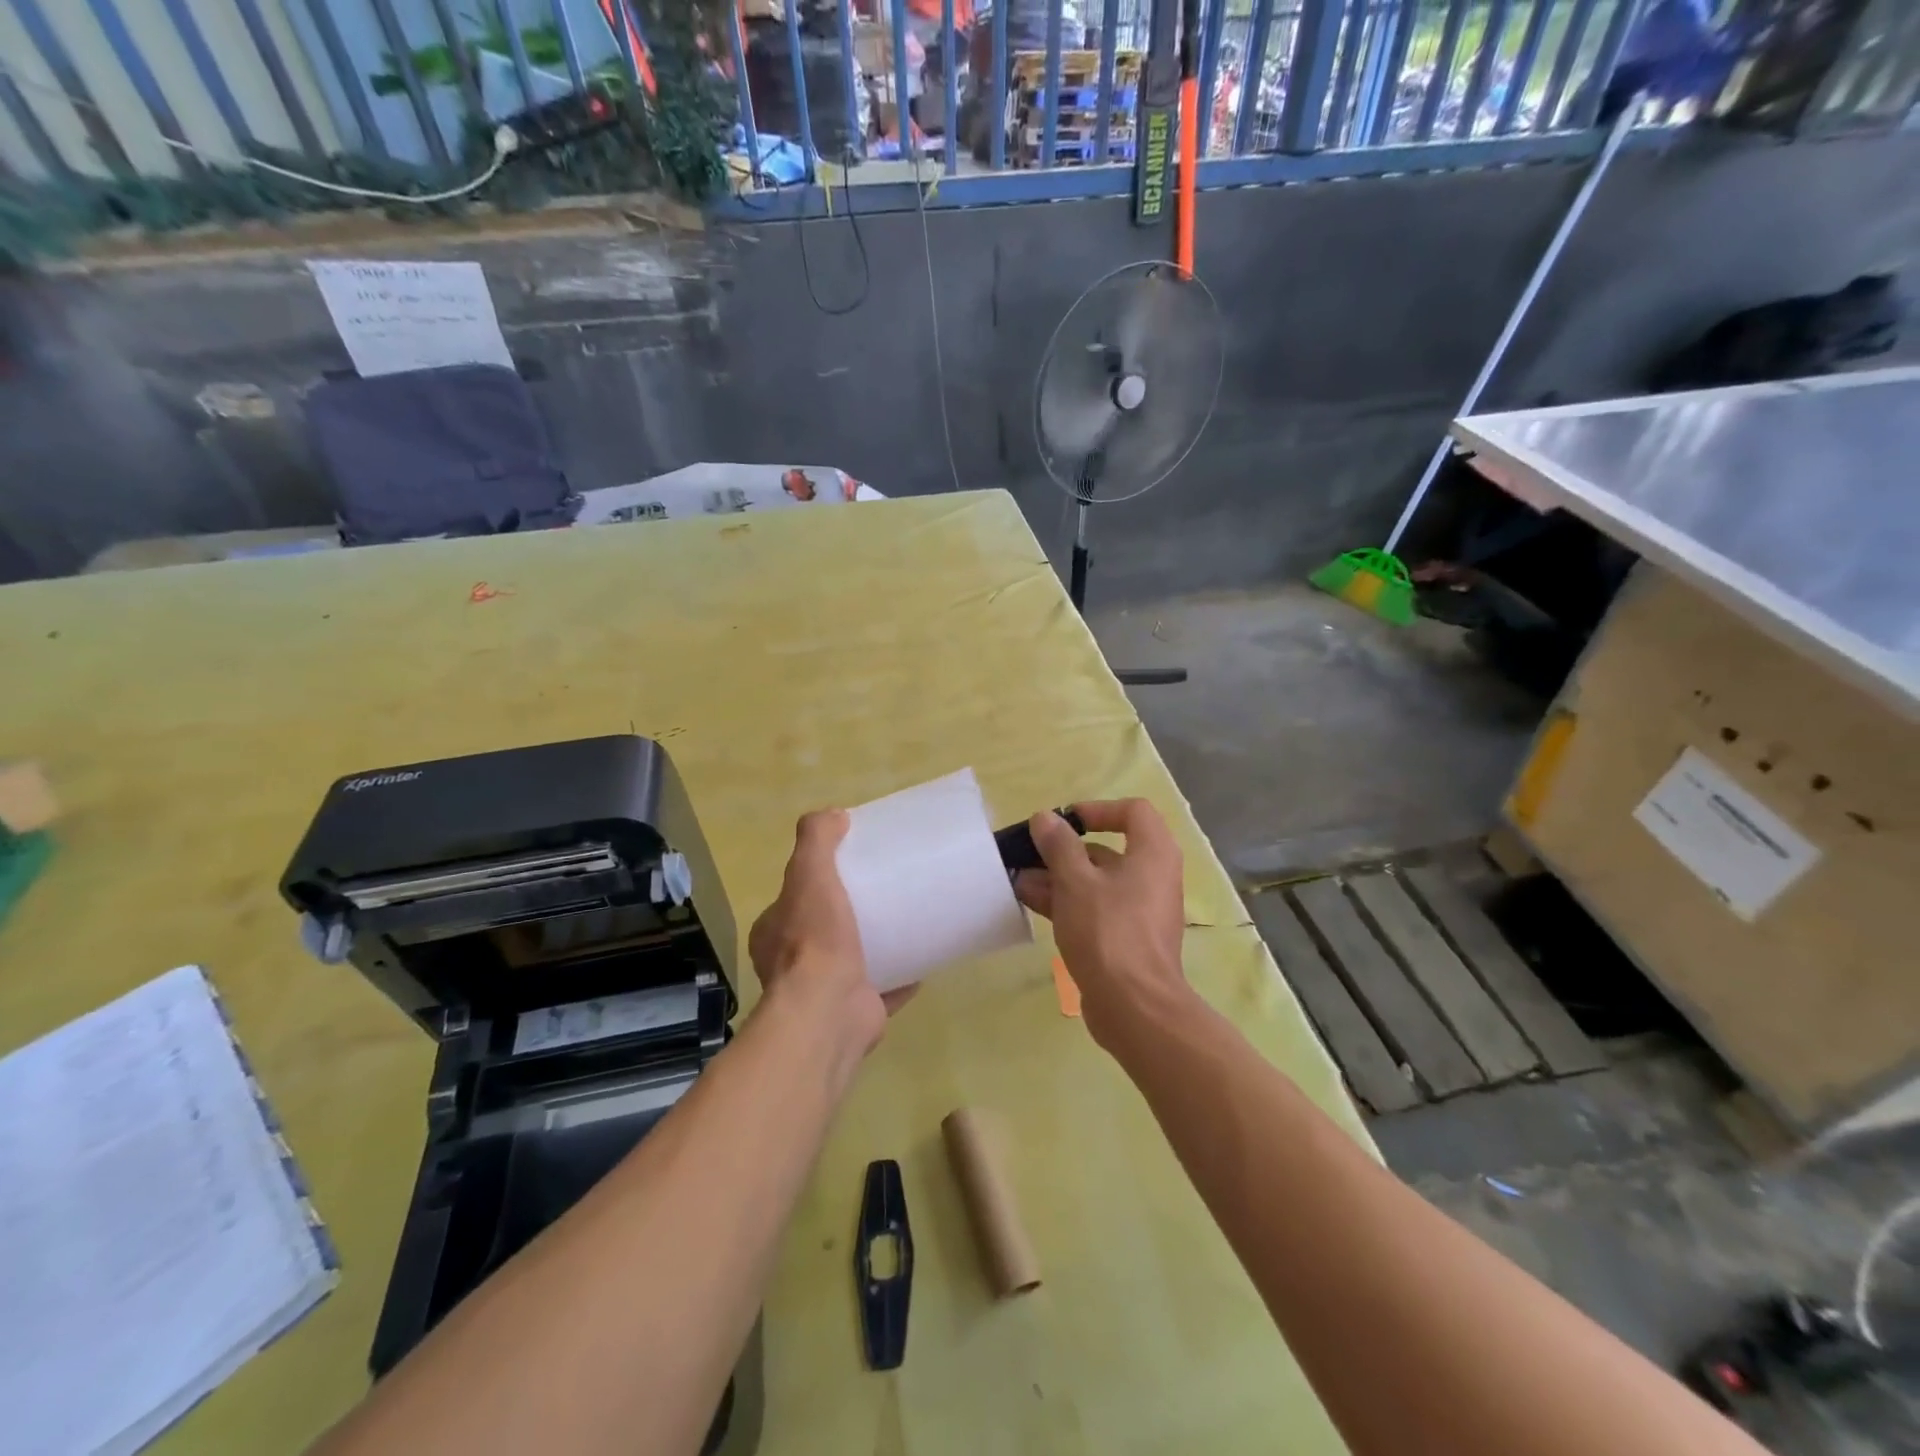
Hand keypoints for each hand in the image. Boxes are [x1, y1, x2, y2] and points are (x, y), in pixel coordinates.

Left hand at [748, 810, 907, 1058]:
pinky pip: (884, 987)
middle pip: (824, 929)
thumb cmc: (814, 940)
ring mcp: (826, 992)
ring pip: (853, 960)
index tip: (849, 867)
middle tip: (883, 890)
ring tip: (906, 919)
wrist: (829, 1012)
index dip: (816, 881)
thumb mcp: (808, 875)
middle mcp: (793, 965)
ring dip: (875, 944)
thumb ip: (816, 840)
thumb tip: (833, 814)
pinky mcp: (858, 1011)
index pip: (793, 899)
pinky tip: (923, 957)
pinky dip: (901, 975)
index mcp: (774, 934)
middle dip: (849, 913)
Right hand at [1013, 799, 1188, 1046]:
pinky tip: (1030, 902)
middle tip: (1029, 854)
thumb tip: (1045, 818)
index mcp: (1153, 853)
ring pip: (1096, 882)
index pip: (1133, 812)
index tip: (1065, 821)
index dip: (1097, 809)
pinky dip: (1067, 903)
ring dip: (1058, 878)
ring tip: (1019, 880)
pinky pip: (1095, 909)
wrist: (1134, 1007)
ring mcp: (1140, 911)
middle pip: (1108, 850)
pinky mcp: (1126, 939)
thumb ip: (1058, 845)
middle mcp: (1152, 877)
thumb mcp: (1076, 881)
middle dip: (1064, 851)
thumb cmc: (1109, 931)